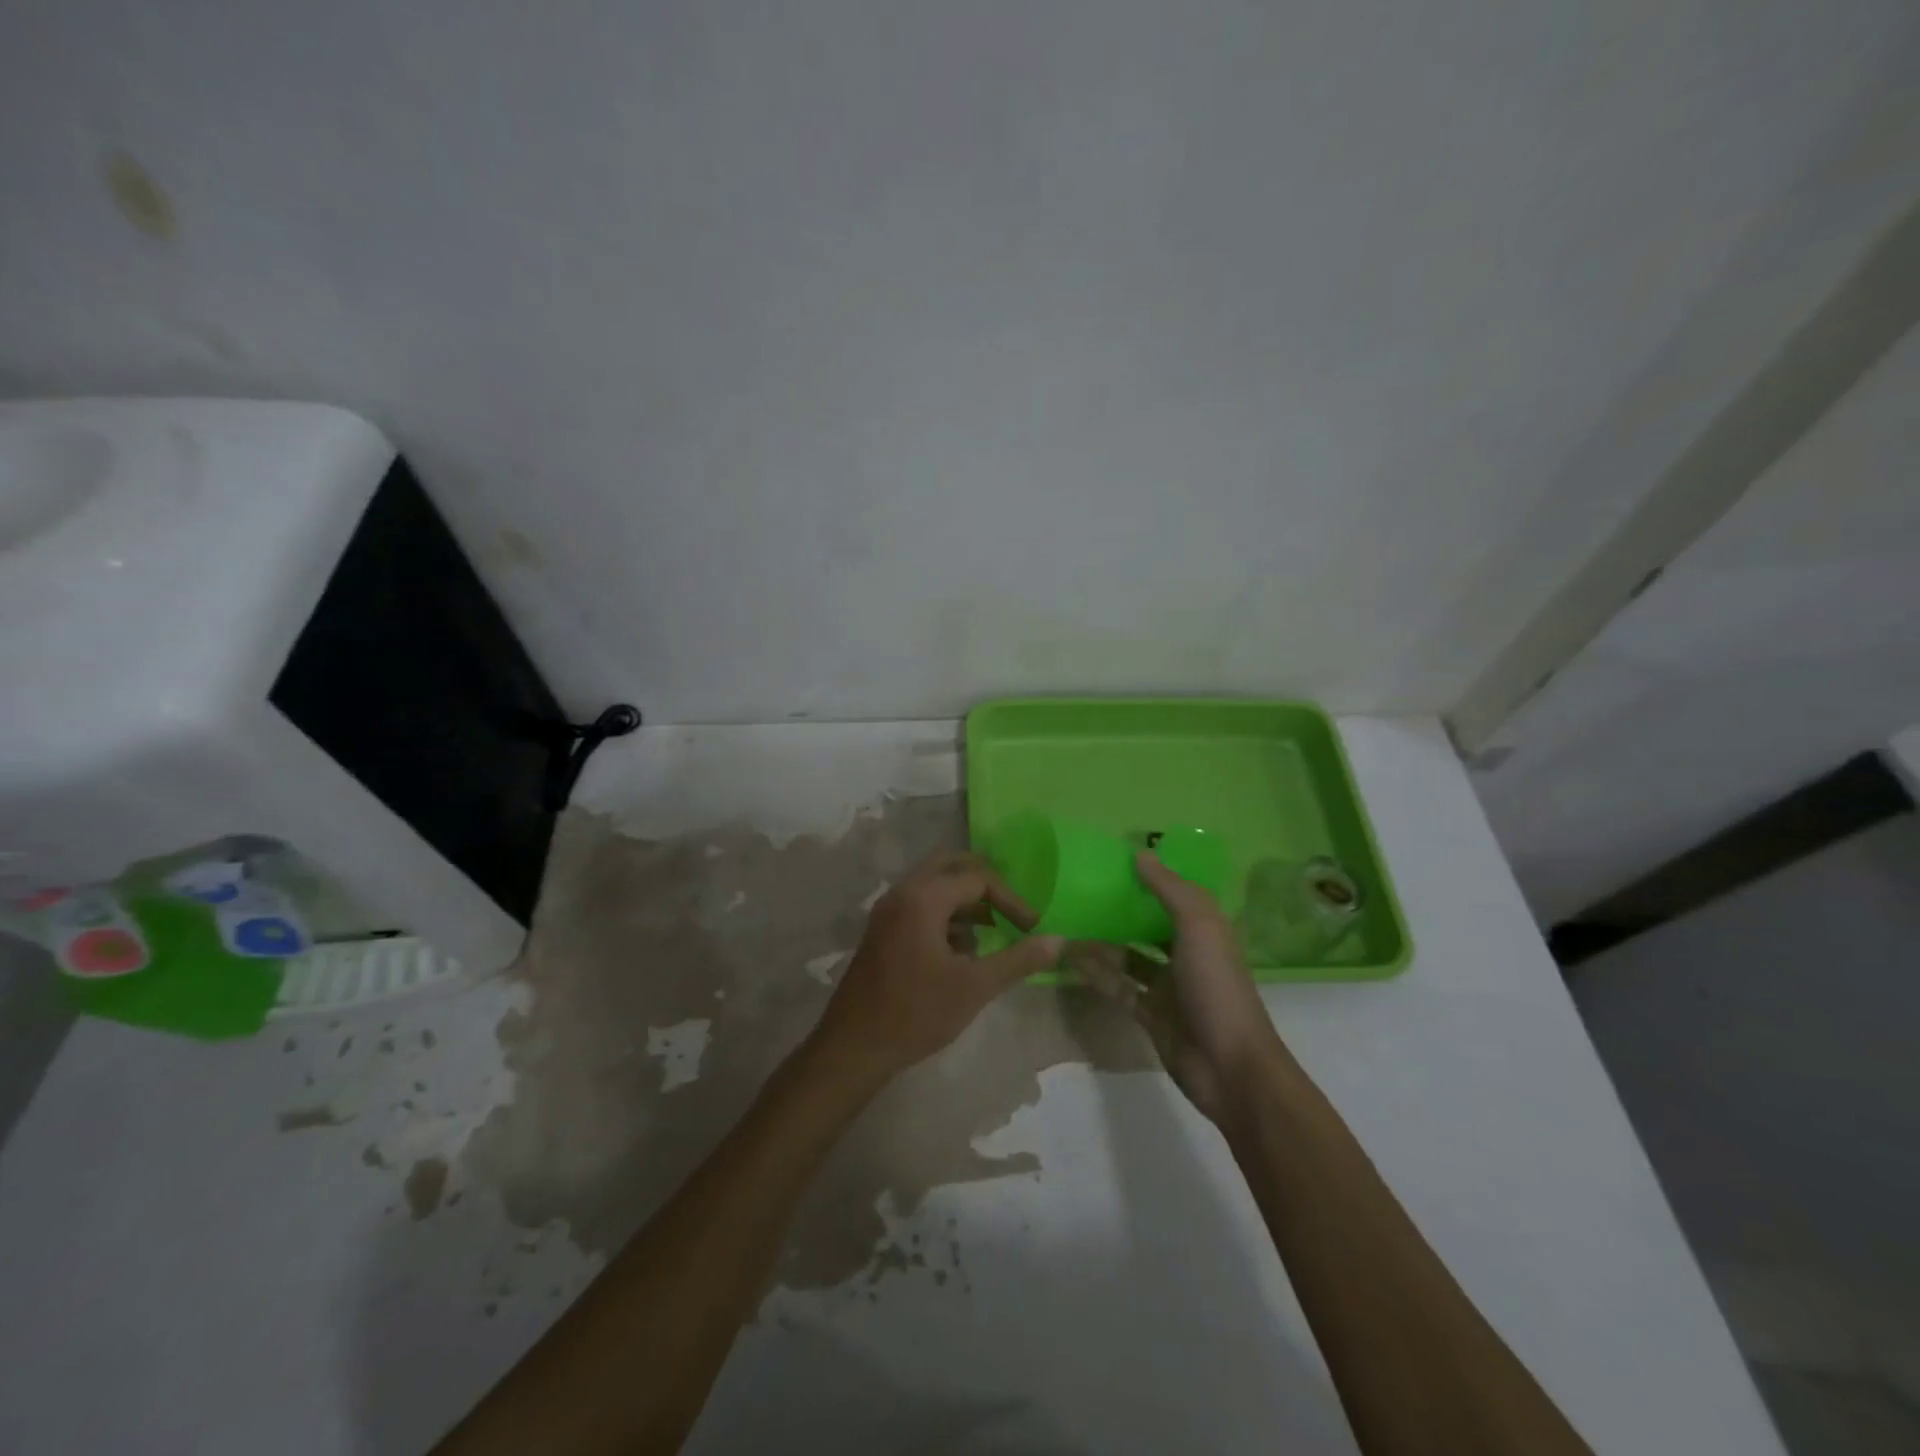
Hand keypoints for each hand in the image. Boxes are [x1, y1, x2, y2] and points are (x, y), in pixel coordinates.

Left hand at [813, 852, 1063, 1083]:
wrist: (854, 1046)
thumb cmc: (916, 1013)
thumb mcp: (975, 987)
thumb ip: (1018, 960)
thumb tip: (1058, 941)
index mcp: (923, 898)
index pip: (977, 879)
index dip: (1011, 900)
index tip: (1032, 928)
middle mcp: (903, 893)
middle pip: (951, 867)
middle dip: (985, 886)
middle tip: (1011, 909)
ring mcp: (888, 910)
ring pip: (934, 885)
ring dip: (965, 900)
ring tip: (992, 931)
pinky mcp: (882, 930)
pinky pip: (919, 904)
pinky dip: (945, 914)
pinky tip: (961, 949)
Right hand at [1072, 851, 1281, 1124]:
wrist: (1229, 1066)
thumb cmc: (1217, 986)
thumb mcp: (1199, 926)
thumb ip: (1169, 889)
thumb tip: (1139, 854)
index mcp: (1206, 930)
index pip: (1176, 896)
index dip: (1150, 879)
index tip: (1114, 863)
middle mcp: (1187, 955)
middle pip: (1149, 926)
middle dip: (1121, 912)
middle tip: (1082, 893)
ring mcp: (1169, 988)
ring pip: (1129, 958)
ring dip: (1102, 943)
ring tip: (1068, 924)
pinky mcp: (1151, 1015)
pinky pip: (1119, 988)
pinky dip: (1097, 975)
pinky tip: (1070, 960)